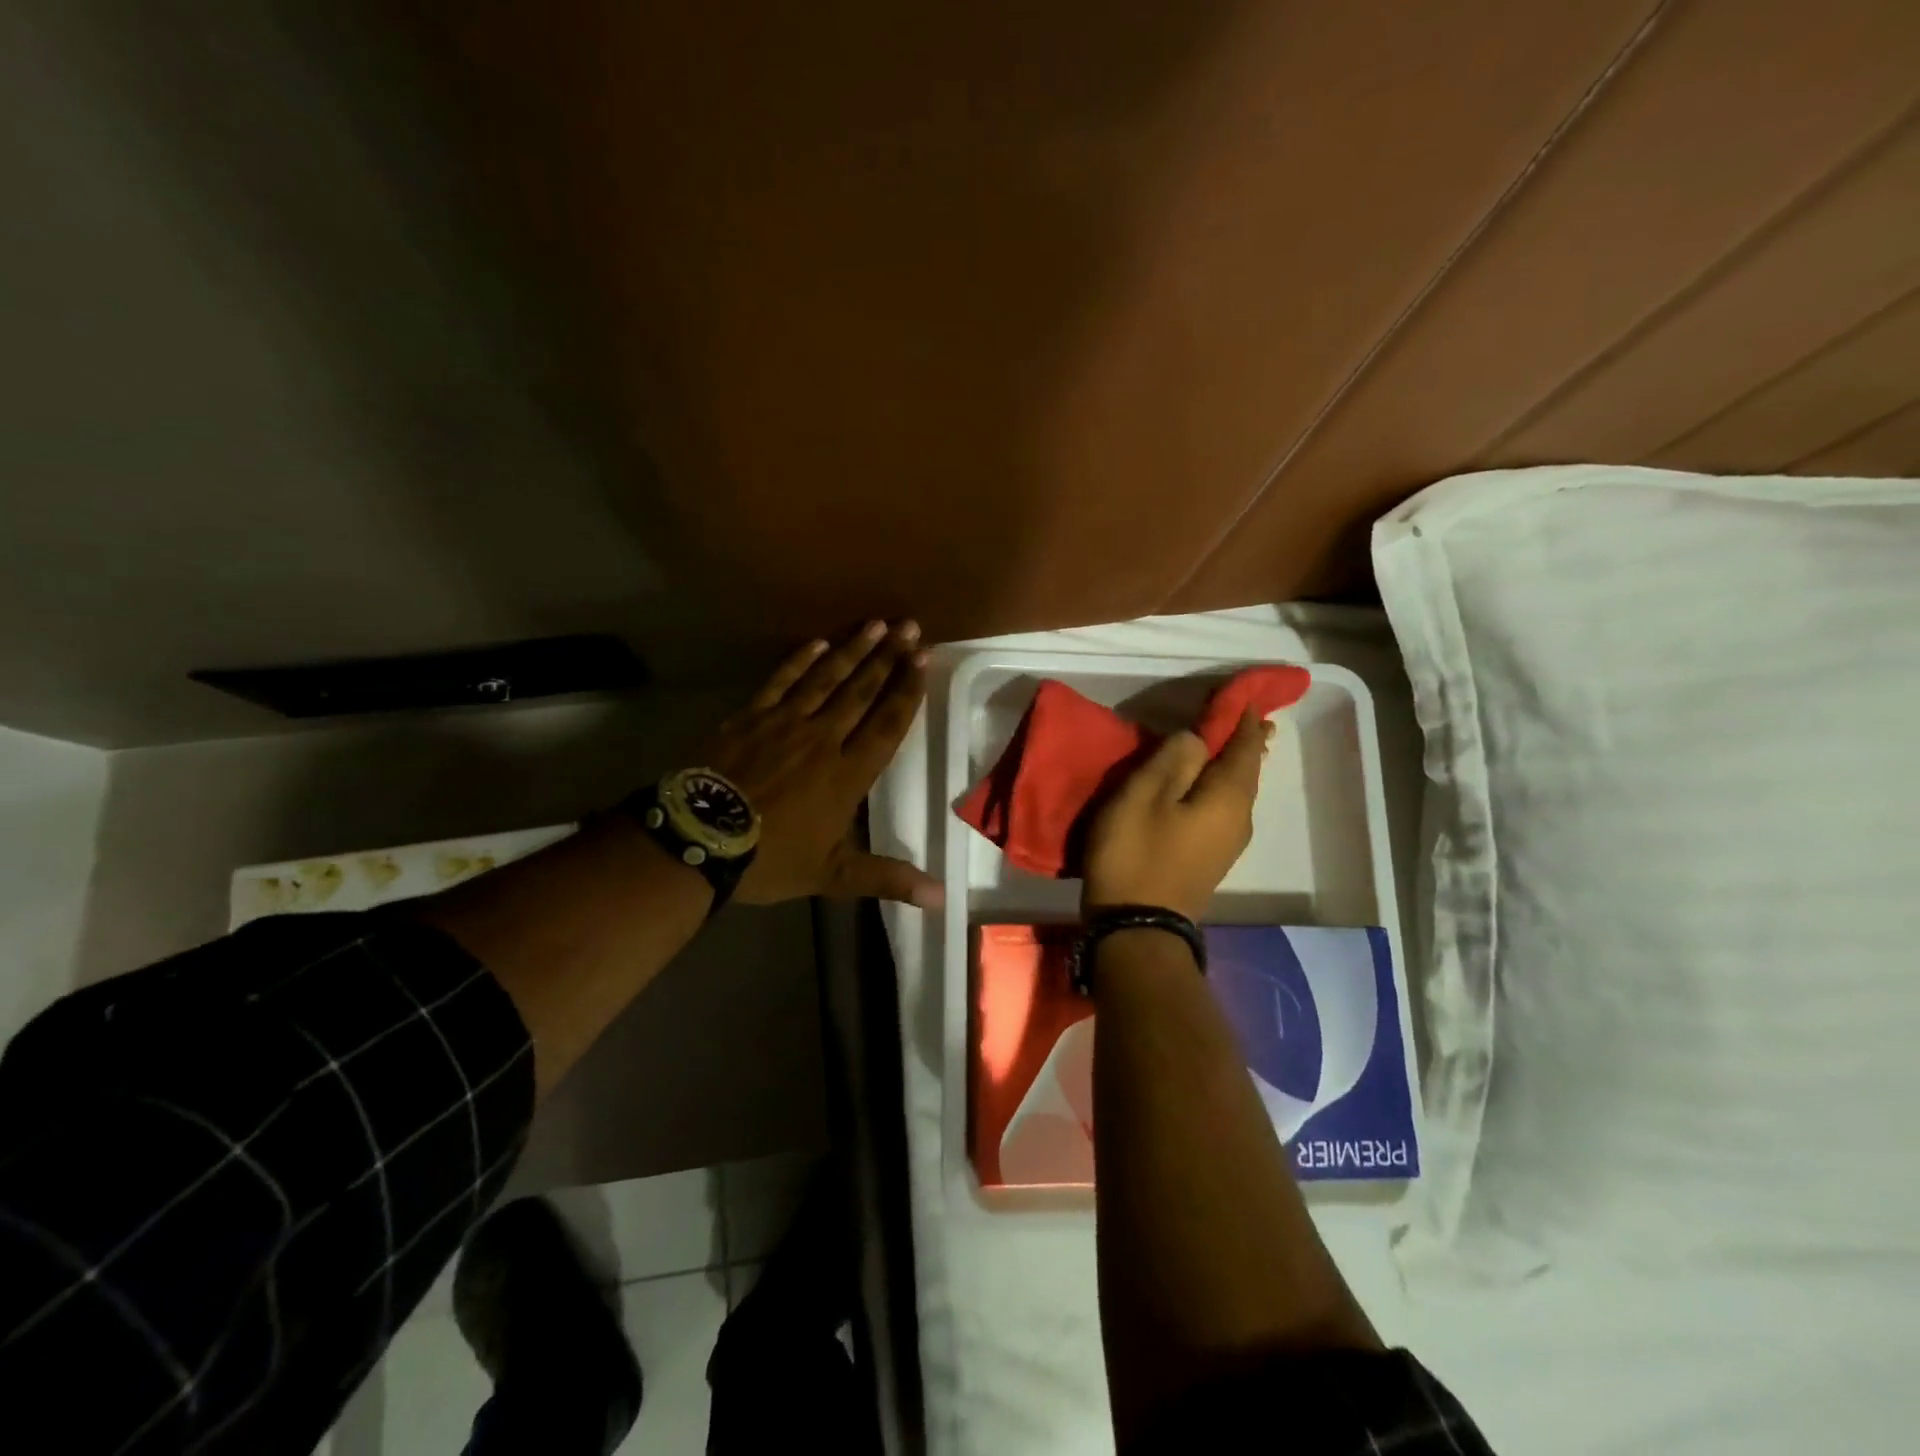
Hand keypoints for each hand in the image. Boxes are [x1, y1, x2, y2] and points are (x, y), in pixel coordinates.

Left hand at [700, 619, 942, 909]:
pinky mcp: (750, 716)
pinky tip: (818, 642)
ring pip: (826, 678)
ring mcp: (784, 722)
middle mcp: (823, 738)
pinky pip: (780, 680)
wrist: (698, 840)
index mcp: (848, 773)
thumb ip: (887, 878)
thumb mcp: (832, 875)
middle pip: (862, 691)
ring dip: (853, 649)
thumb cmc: (770, 858)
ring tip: (876, 623)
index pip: (887, 723)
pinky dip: (800, 660)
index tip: (924, 659)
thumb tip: (941, 899)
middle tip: (911, 627)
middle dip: (889, 658)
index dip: (907, 690)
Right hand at [1081, 709, 1273, 921]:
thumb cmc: (1137, 854)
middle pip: (1246, 769)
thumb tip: (1197, 739)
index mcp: (1228, 796)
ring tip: (1218, 742)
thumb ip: (1173, 758)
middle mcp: (1239, 818)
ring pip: (1234, 790)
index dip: (1242, 716)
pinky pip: (1221, 808)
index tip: (1241, 693)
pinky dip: (1216, 786)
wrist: (1137, 928)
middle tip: (1233, 714)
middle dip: (1242, 740)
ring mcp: (1227, 842)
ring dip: (1227, 764)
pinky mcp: (1209, 858)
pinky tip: (1199, 784)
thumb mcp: (1143, 795)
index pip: (1245, 744)